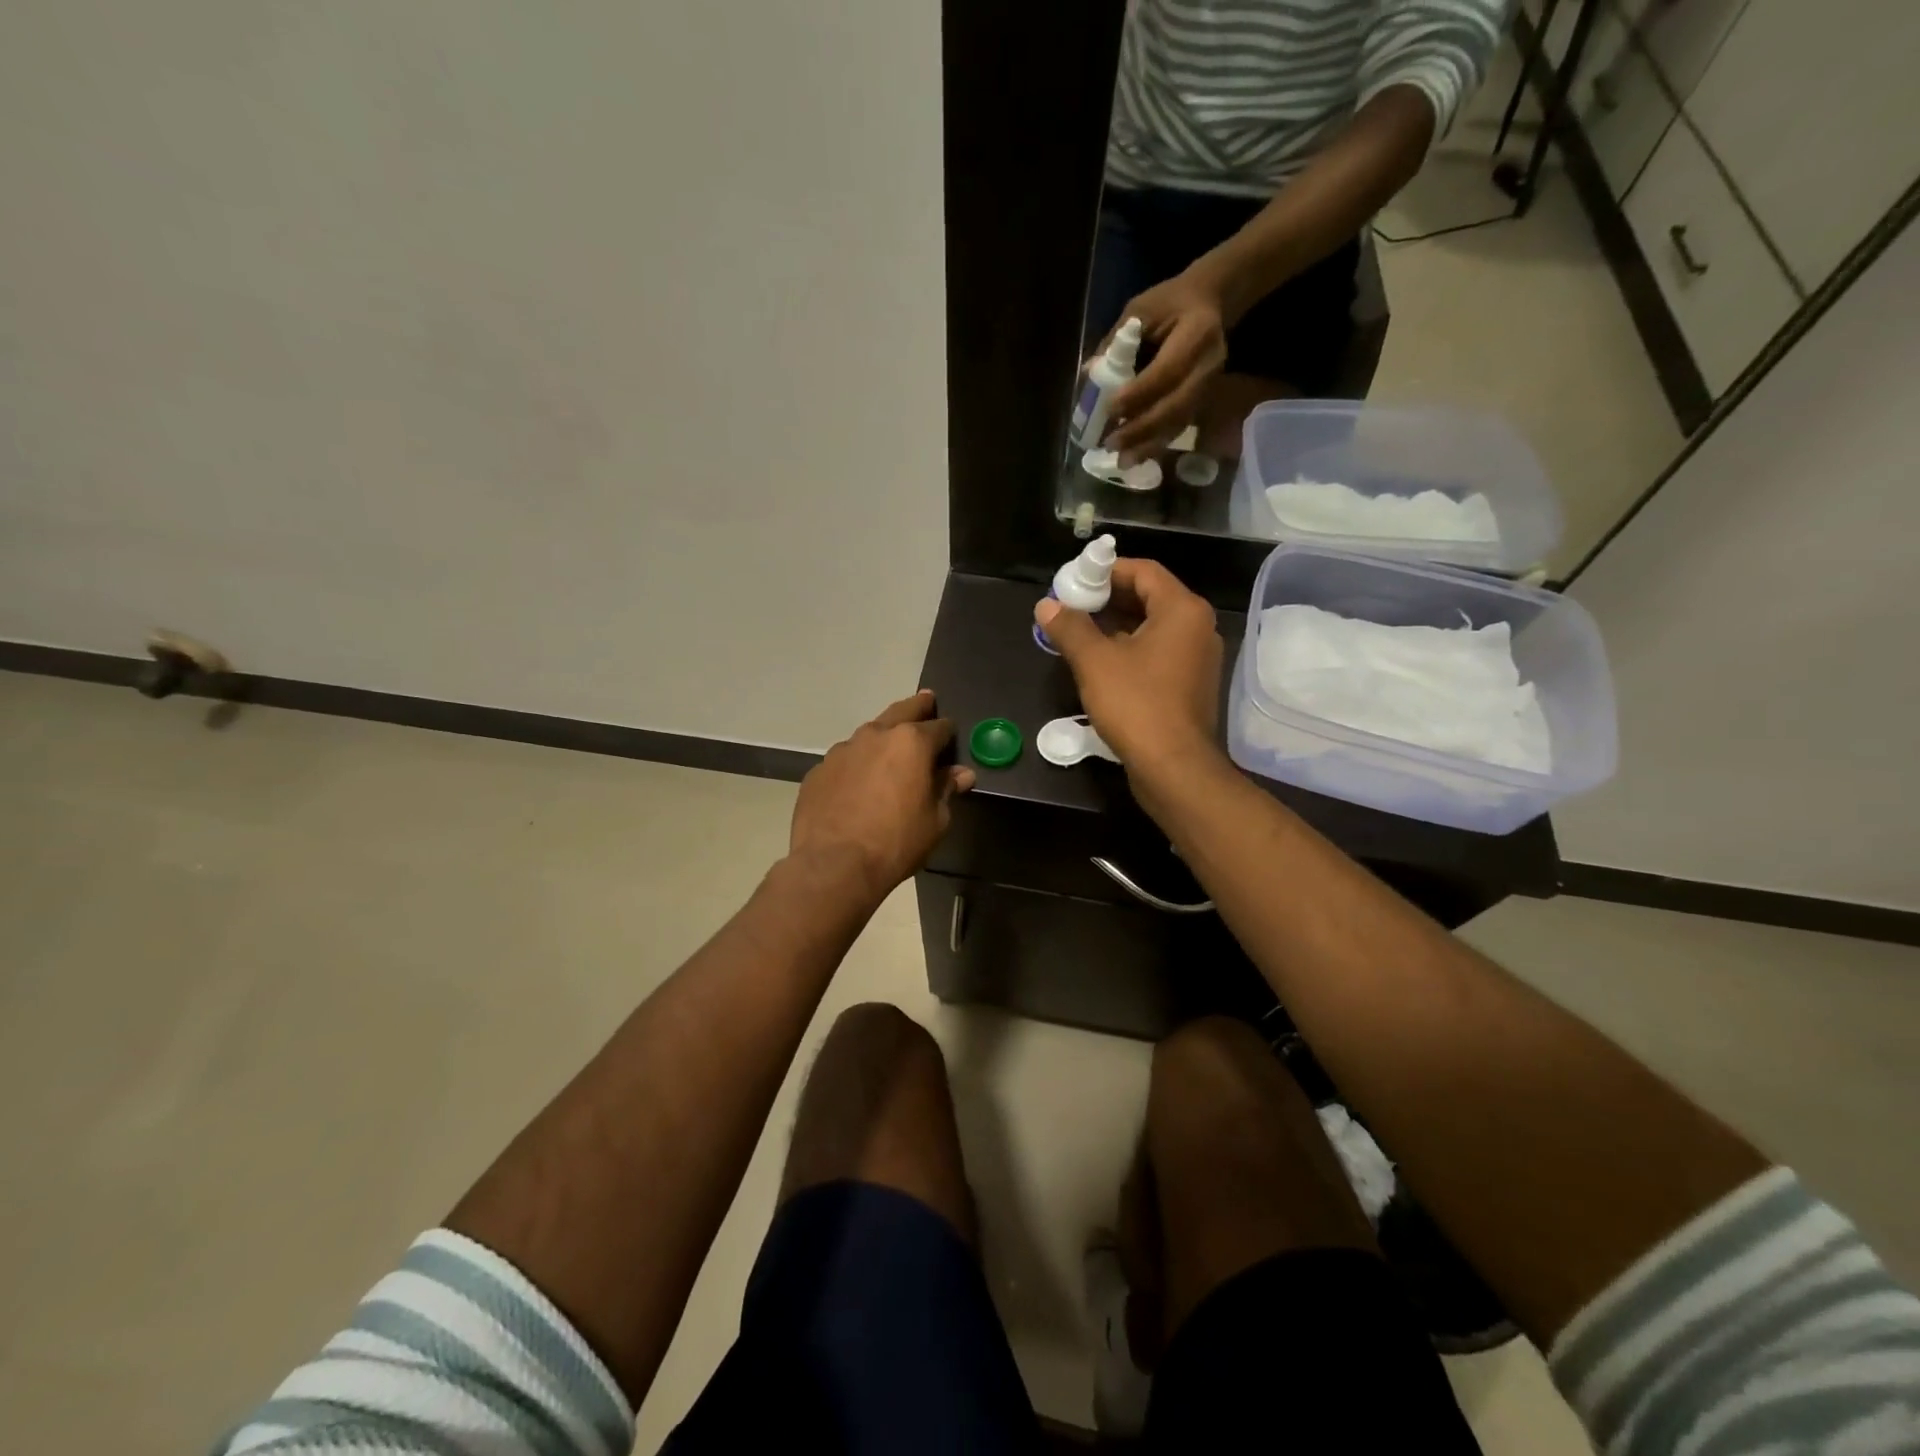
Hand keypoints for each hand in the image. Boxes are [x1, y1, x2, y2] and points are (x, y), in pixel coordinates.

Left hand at [789, 690, 974, 901]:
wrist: (834, 864)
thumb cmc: (896, 842)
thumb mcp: (935, 820)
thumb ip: (946, 790)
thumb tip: (961, 774)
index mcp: (911, 743)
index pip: (939, 727)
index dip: (948, 732)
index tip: (952, 737)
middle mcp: (875, 735)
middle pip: (901, 711)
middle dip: (917, 707)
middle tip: (926, 701)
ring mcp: (842, 751)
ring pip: (869, 734)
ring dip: (882, 738)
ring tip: (889, 750)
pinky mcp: (818, 771)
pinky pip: (845, 761)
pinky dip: (856, 765)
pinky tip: (857, 785)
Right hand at [1034, 559, 1221, 770]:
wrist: (1173, 767)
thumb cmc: (1137, 704)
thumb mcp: (1095, 662)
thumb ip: (1070, 628)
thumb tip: (1047, 605)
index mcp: (1182, 610)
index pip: (1143, 571)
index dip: (1106, 571)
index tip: (1074, 580)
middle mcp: (1197, 628)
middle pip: (1150, 597)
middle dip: (1108, 599)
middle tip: (1071, 606)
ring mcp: (1197, 659)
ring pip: (1153, 628)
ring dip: (1116, 626)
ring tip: (1078, 633)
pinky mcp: (1190, 685)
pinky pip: (1158, 654)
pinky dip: (1130, 650)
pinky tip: (1100, 663)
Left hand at [1096, 269, 1228, 460]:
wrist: (1209, 301)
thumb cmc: (1170, 303)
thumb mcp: (1141, 309)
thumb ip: (1116, 341)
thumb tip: (1088, 375)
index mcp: (1198, 332)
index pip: (1167, 371)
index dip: (1139, 394)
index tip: (1110, 409)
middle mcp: (1209, 364)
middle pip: (1176, 405)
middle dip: (1142, 428)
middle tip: (1111, 444)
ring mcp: (1210, 385)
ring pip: (1179, 422)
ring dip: (1148, 444)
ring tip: (1122, 461)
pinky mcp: (1203, 399)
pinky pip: (1179, 426)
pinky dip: (1156, 443)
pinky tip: (1136, 456)